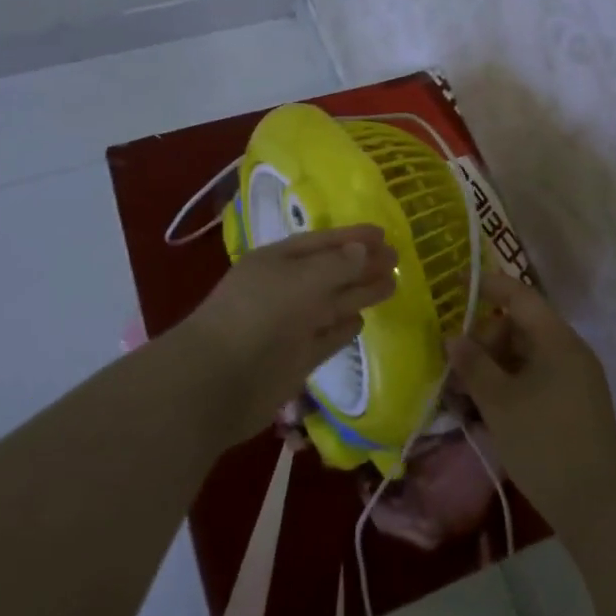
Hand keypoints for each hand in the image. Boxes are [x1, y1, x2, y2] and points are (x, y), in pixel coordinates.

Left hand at [175, 225, 396, 442]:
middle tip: (397, 258)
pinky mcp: (296, 359)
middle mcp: (285, 289)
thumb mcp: (301, 280)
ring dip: (360, 293)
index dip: (352, 237)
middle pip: (331, 272)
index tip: (384, 234)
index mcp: (278, 261)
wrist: (218, 381)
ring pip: (332, 303)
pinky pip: (326, 337)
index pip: (322, 242)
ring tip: (392, 283)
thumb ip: (336, 265)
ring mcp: (290, 325)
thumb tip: (364, 251)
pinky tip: (361, 320)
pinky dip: (343, 328)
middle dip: (362, 264)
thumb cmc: (259, 315)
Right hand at [447, 269, 615, 534]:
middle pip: (519, 327)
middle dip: (483, 339)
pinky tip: (484, 409)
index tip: (455, 285)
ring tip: (462, 392)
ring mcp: (572, 379)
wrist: (601, 505)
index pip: (519, 296)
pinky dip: (507, 385)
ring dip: (492, 366)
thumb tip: (453, 338)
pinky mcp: (571, 406)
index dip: (487, 286)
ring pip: (523, 356)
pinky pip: (532, 379)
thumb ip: (474, 366)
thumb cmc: (546, 442)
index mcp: (555, 339)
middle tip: (454, 363)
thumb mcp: (500, 402)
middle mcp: (567, 351)